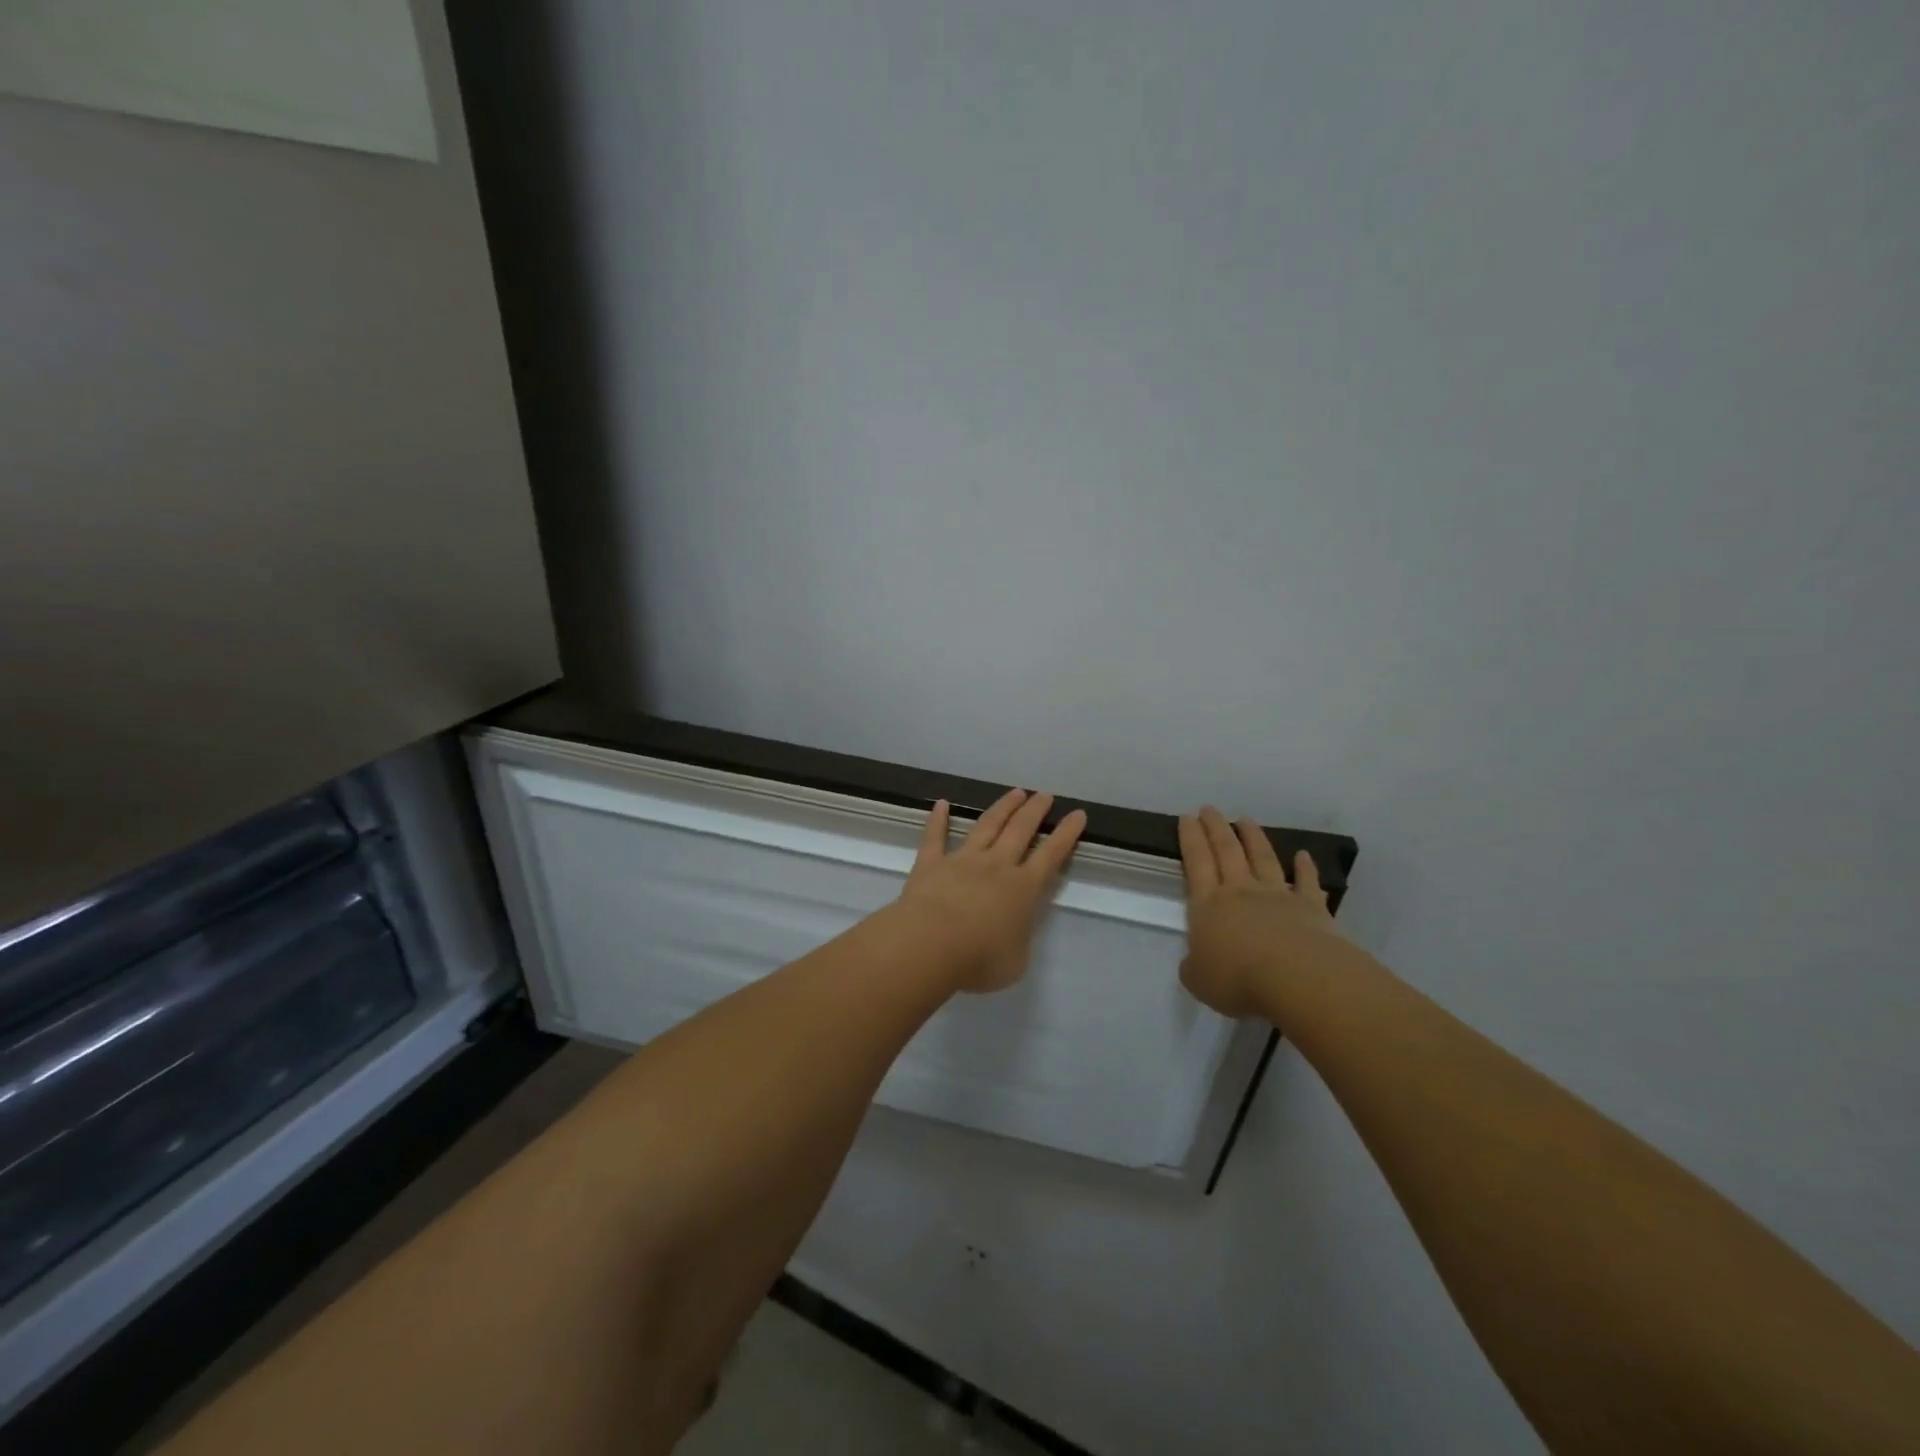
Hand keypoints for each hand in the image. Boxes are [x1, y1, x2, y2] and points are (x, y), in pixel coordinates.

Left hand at [896, 789, 1088, 993]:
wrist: (930, 944)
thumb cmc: (979, 959)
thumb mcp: (1015, 962)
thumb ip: (1018, 940)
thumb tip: (1012, 932)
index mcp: (1023, 889)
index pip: (1051, 856)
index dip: (1066, 834)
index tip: (1077, 814)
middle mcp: (996, 866)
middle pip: (1020, 830)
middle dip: (1035, 811)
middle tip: (1045, 795)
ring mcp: (962, 860)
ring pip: (986, 826)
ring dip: (1002, 807)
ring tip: (1015, 792)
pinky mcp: (931, 863)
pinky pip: (935, 836)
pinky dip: (938, 819)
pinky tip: (941, 804)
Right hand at [1177, 806, 1347, 1017]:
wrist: (1297, 978)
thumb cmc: (1238, 979)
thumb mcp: (1198, 979)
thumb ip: (1195, 965)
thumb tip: (1198, 961)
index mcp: (1208, 905)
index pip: (1196, 862)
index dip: (1190, 838)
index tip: (1187, 817)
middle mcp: (1240, 891)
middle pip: (1226, 851)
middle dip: (1216, 828)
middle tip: (1209, 808)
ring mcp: (1277, 896)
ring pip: (1263, 858)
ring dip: (1253, 838)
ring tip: (1245, 820)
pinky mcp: (1311, 908)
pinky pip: (1307, 883)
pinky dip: (1306, 867)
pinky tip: (1303, 855)